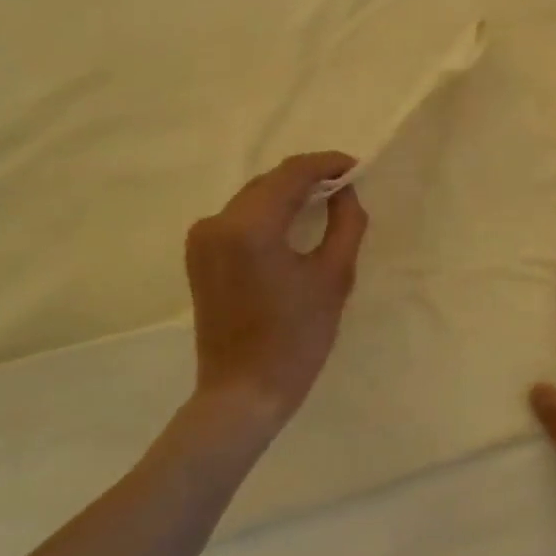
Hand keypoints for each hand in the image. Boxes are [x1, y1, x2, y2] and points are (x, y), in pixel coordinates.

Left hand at [186, 152, 368, 425]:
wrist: (244, 392)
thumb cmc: (296, 338)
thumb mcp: (334, 277)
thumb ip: (346, 223)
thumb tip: (345, 192)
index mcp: (249, 226)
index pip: (292, 174)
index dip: (328, 164)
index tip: (357, 167)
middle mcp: (217, 222)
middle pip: (270, 181)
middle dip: (309, 178)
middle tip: (346, 186)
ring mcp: (202, 239)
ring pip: (254, 197)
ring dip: (288, 194)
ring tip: (325, 201)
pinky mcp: (199, 256)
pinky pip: (239, 219)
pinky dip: (268, 213)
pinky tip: (293, 223)